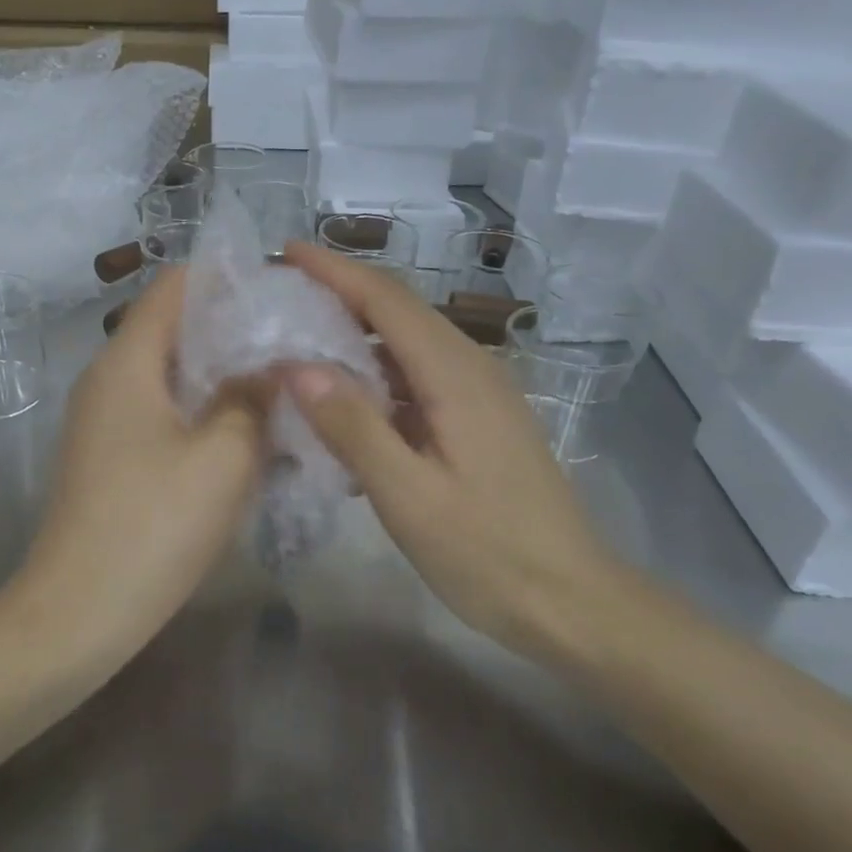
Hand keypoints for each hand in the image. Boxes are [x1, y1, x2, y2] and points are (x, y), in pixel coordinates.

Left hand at [11, 268, 267, 658]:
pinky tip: (244, 434)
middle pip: (173, 328)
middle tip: (294, 341)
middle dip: (233, 328)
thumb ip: (252, 399)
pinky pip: (162, 413)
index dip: (227, 278)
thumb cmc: (153, 526)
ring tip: (280, 384)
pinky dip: (202, 411)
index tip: (281, 291)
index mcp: (127, 362)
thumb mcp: (223, 457)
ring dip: (221, 375)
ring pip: (170, 375)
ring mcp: (104, 420)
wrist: (77, 615)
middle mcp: (108, 379)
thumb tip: (270, 368)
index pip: (175, 286)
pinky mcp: (109, 456)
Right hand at [280, 243, 629, 652]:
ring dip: (356, 336)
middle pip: (399, 312)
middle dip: (340, 294)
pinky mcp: (478, 422)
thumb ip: (353, 428)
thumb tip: (297, 366)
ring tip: (300, 342)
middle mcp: (471, 369)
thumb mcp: (409, 496)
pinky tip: (346, 407)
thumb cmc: (488, 553)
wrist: (570, 600)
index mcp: (455, 376)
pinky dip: (376, 379)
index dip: (334, 270)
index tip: (285, 251)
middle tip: (281, 296)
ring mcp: (479, 395)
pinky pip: (418, 381)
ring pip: (408, 346)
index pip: (387, 300)